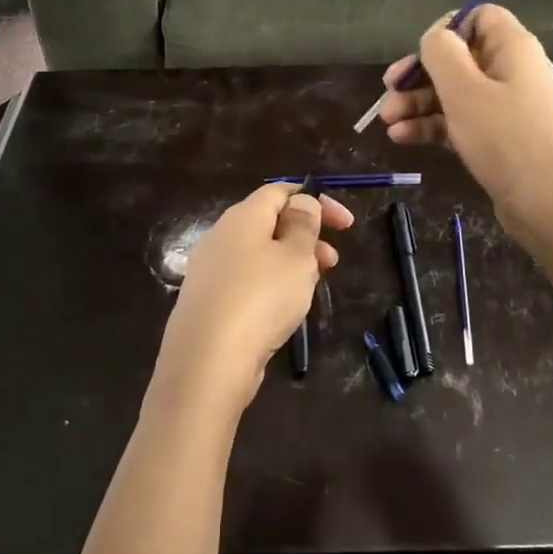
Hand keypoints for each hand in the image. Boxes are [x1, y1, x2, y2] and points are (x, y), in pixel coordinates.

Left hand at [151, 183, 353, 418]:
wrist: (207, 362)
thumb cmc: (261, 299)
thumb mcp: (296, 257)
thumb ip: (304, 225)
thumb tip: (301, 202)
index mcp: (242, 217)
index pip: (279, 191)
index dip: (315, 200)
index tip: (345, 223)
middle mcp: (221, 236)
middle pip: (269, 223)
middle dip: (306, 236)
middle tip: (333, 261)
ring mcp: (210, 270)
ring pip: (259, 254)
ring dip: (291, 263)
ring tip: (314, 287)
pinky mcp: (207, 302)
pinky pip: (246, 281)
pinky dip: (271, 285)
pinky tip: (284, 309)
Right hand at [377, 5, 552, 238]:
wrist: (545, 203)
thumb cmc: (503, 137)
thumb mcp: (464, 90)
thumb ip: (441, 53)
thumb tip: (433, 37)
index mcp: (514, 49)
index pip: (480, 17)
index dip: (447, 28)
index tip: (420, 52)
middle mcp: (513, 71)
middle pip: (460, 58)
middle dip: (419, 74)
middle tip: (387, 89)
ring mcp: (507, 106)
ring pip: (454, 92)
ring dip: (418, 103)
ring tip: (387, 122)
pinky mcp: (499, 137)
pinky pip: (460, 120)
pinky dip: (432, 125)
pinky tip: (402, 138)